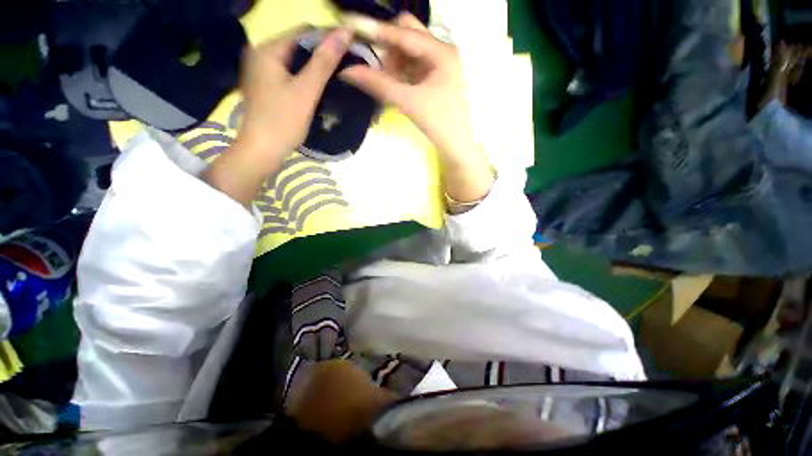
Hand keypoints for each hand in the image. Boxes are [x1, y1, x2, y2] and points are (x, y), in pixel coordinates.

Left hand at [239, 27, 352, 165]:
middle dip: (323, 53)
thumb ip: (324, 62)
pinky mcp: (268, 86)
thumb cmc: (283, 121)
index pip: (304, 32)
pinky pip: (291, 74)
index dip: (329, 38)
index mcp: (268, 49)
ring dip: (317, 66)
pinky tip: (321, 86)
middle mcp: (262, 54)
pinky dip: (307, 77)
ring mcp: (263, 71)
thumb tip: (344, 32)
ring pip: (296, 61)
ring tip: (338, 76)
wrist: (262, 151)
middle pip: (299, 45)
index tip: (351, 50)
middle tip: (347, 66)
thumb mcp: (306, 91)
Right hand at [340, 13, 493, 204]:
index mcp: (441, 52)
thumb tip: (347, 71)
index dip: (377, 31)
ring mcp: (438, 64)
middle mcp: (441, 51)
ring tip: (388, 84)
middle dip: (388, 48)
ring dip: (393, 63)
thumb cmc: (438, 123)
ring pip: (407, 51)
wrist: (456, 144)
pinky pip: (411, 65)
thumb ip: (379, 85)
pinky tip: (394, 86)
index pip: (404, 33)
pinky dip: (399, 72)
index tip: (352, 28)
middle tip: (378, 69)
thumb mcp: (408, 102)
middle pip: (407, 35)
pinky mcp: (434, 76)